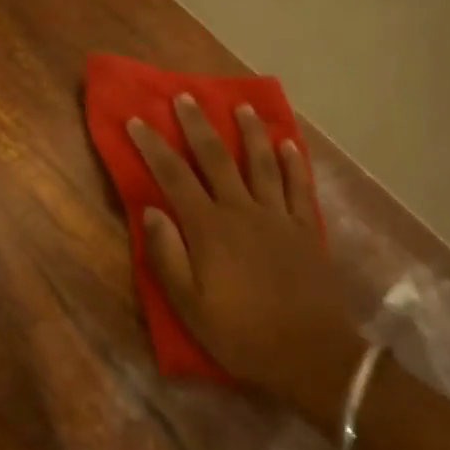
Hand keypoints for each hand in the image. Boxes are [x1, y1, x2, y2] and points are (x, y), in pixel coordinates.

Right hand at [127, 96, 375, 432]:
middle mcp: (242, 211)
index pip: (173, 177)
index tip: (137, 120)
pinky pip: (298, 186)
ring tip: (241, 106)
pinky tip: (287, 144)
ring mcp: (277, 217)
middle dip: (197, 125)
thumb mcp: (189, 305)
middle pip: (216, 158)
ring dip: (249, 132)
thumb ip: (167, 256)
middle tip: (185, 96)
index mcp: (209, 228)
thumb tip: (150, 211)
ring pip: (260, 163)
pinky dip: (292, 162)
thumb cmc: (241, 333)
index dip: (153, 146)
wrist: (311, 354)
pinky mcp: (304, 229)